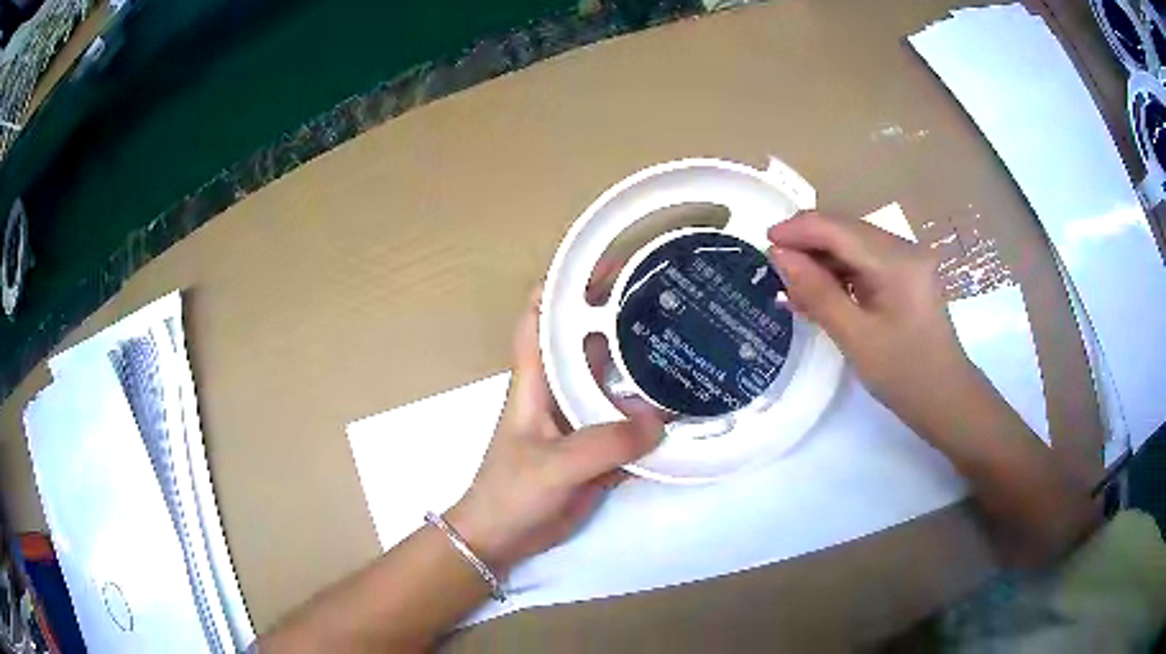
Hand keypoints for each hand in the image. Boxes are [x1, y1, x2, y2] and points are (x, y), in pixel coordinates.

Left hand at [446, 287, 662, 573]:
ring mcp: (580, 420)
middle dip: (615, 313)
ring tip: (682, 341)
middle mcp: (559, 391)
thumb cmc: (511, 492)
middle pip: (586, 340)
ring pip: (612, 381)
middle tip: (662, 294)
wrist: (505, 537)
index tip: (602, 263)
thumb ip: (603, 444)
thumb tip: (659, 421)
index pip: (540, 317)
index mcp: (535, 380)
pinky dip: (652, 413)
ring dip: (640, 363)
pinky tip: (683, 405)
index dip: (563, 285)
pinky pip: (628, 423)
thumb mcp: (553, 465)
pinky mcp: (596, 448)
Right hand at [767, 212, 977, 432]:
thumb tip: (779, 254)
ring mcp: (906, 262)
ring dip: (821, 262)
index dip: (798, 229)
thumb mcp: (856, 337)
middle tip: (774, 271)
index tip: (762, 241)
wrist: (947, 400)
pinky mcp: (906, 276)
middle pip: (845, 231)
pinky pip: (865, 264)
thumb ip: (818, 292)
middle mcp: (903, 249)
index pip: (837, 228)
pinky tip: (819, 296)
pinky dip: (840, 275)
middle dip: (807, 245)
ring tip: (793, 290)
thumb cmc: (905, 375)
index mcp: (896, 260)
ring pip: (853, 246)